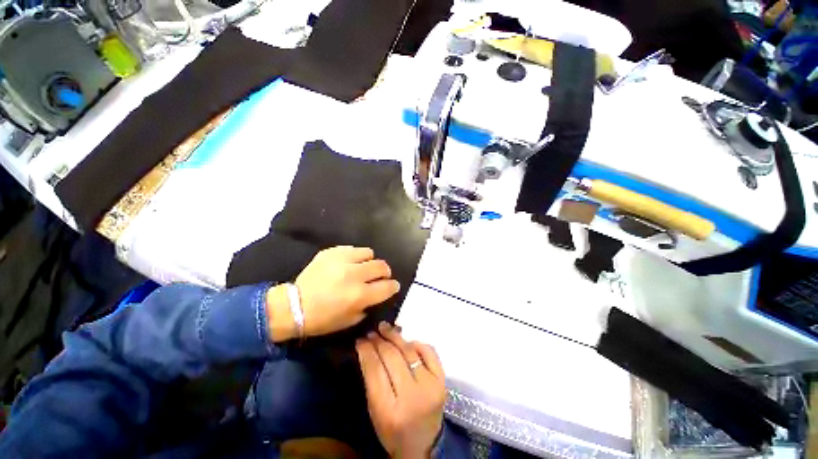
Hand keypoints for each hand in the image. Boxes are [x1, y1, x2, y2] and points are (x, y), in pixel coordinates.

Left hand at [268, 246, 400, 340]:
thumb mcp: (351, 320)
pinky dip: (354, 256)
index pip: (387, 286)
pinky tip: (347, 263)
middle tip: (379, 276)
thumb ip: (368, 304)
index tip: (392, 286)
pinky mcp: (332, 252)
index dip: (393, 286)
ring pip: (369, 253)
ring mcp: (342, 260)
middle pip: (382, 266)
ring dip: (369, 261)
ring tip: (362, 267)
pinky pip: (352, 248)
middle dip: (385, 272)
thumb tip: (377, 292)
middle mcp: (354, 275)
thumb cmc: (323, 318)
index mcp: (359, 295)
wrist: (294, 305)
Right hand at [357, 322, 445, 458]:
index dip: (366, 351)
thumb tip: (368, 347)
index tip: (360, 340)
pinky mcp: (442, 380)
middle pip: (392, 357)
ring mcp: (430, 386)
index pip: (375, 371)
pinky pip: (429, 351)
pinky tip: (406, 340)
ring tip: (385, 328)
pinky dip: (416, 343)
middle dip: (379, 341)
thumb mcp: (375, 411)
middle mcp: (412, 396)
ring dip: (395, 336)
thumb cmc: (393, 430)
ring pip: (409, 351)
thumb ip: (372, 380)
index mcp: (389, 410)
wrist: (424, 445)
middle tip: (371, 332)